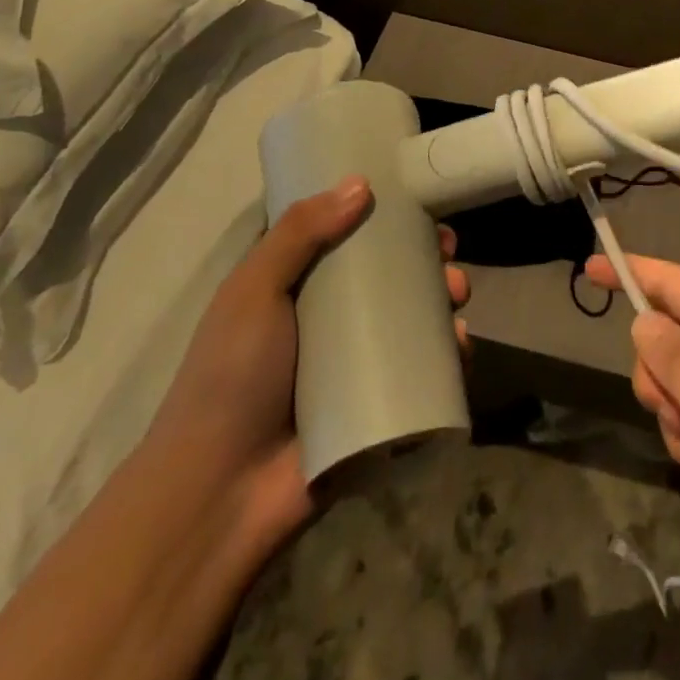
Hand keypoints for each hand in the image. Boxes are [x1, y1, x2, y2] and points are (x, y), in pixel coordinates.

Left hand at [151, 177, 469, 537]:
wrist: (220, 496)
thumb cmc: (231, 378)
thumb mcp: (253, 291)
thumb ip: (299, 233)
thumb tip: (361, 183)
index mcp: (298, 291)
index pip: (349, 242)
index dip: (385, 220)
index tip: (417, 204)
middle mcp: (331, 324)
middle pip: (391, 280)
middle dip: (427, 261)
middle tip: (447, 254)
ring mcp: (358, 368)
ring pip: (414, 323)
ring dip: (444, 303)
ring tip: (457, 299)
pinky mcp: (380, 408)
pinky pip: (424, 374)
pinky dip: (449, 358)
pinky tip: (459, 347)